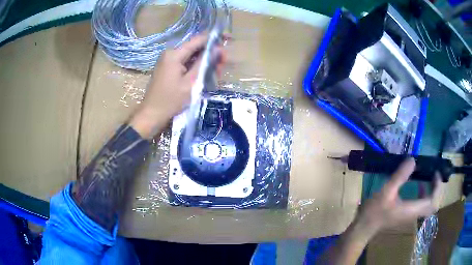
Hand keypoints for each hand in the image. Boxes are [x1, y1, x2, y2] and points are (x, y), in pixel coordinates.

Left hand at [130, 34, 226, 138]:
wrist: (151, 115)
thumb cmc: (171, 101)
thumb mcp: (191, 83)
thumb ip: (205, 63)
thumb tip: (218, 49)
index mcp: (175, 54)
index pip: (198, 40)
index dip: (215, 38)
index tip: (229, 38)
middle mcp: (171, 53)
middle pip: (196, 48)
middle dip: (211, 54)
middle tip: (223, 65)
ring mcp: (168, 61)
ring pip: (192, 56)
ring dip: (205, 62)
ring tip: (216, 73)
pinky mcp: (168, 68)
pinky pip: (185, 63)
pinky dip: (196, 68)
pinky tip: (205, 75)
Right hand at [354, 158, 441, 239]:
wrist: (365, 227)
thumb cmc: (375, 211)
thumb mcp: (386, 191)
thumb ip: (400, 176)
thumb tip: (413, 160)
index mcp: (412, 209)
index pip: (433, 201)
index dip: (438, 187)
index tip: (435, 172)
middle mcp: (415, 214)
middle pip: (433, 205)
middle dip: (437, 190)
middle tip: (435, 175)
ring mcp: (411, 216)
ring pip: (429, 206)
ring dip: (432, 192)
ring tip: (430, 178)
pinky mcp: (407, 214)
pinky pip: (422, 205)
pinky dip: (426, 195)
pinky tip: (419, 187)